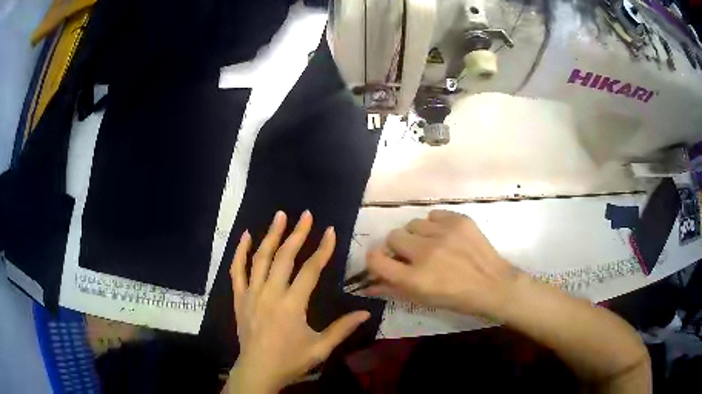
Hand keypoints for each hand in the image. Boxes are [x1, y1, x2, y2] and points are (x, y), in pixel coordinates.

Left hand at [227, 211, 369, 393]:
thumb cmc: (290, 360)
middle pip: (284, 257)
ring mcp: (251, 293)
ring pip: (260, 258)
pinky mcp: (239, 298)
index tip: (330, 231)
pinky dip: (240, 252)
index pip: (310, 270)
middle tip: (306, 215)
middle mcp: (270, 293)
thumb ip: (342, 328)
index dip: (322, 250)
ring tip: (280, 216)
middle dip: (297, 234)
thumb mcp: (320, 348)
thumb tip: (366, 312)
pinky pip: (237, 270)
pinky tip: (245, 236)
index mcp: (292, 305)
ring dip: (271, 235)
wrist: (257, 371)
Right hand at [366, 210, 518, 319]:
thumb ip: (392, 289)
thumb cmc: (456, 298)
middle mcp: (425, 253)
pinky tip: (446, 236)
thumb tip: (367, 285)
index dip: (375, 258)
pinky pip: (433, 215)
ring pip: (413, 224)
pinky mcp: (459, 220)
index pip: (376, 258)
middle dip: (399, 247)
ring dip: (417, 235)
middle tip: (413, 255)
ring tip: (432, 244)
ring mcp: (443, 233)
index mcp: (414, 278)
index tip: (384, 261)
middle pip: (393, 236)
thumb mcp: (421, 299)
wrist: (493, 285)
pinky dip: (435, 225)